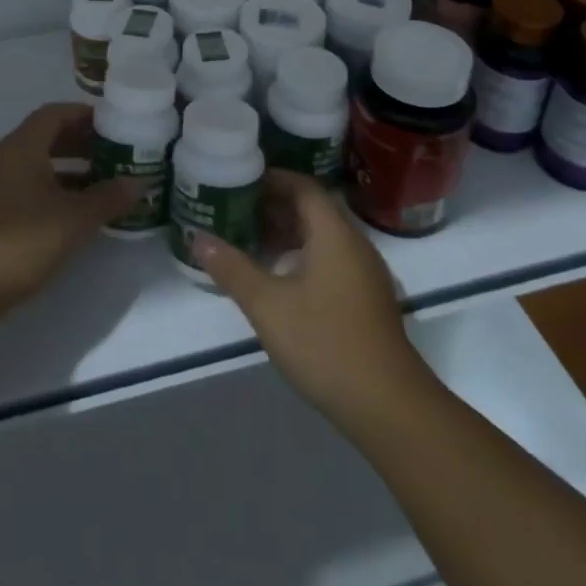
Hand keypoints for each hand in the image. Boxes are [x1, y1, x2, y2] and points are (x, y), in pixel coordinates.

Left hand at [0, 103, 141, 325]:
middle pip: (48, 138)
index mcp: (23, 146)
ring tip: (105, 188)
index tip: (116, 125)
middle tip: (118, 156)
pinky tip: (77, 218)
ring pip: (40, 168)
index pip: (56, 113)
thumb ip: (108, 198)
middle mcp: (7, 158)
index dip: (86, 115)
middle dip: (83, 144)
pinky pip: (31, 192)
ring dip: (72, 173)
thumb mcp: (73, 219)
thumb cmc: (18, 240)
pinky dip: (56, 195)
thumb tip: (140, 182)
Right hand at [192, 171, 433, 425]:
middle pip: (313, 209)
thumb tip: (196, 237)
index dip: (272, 179)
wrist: (389, 406)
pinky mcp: (368, 299)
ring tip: (252, 242)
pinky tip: (281, 279)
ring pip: (323, 236)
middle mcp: (354, 243)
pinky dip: (304, 256)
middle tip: (237, 211)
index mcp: (333, 233)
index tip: (240, 181)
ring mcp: (365, 273)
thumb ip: (232, 268)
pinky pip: (332, 259)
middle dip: (275, 206)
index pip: (302, 186)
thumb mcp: (268, 305)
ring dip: (289, 233)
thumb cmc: (325, 343)